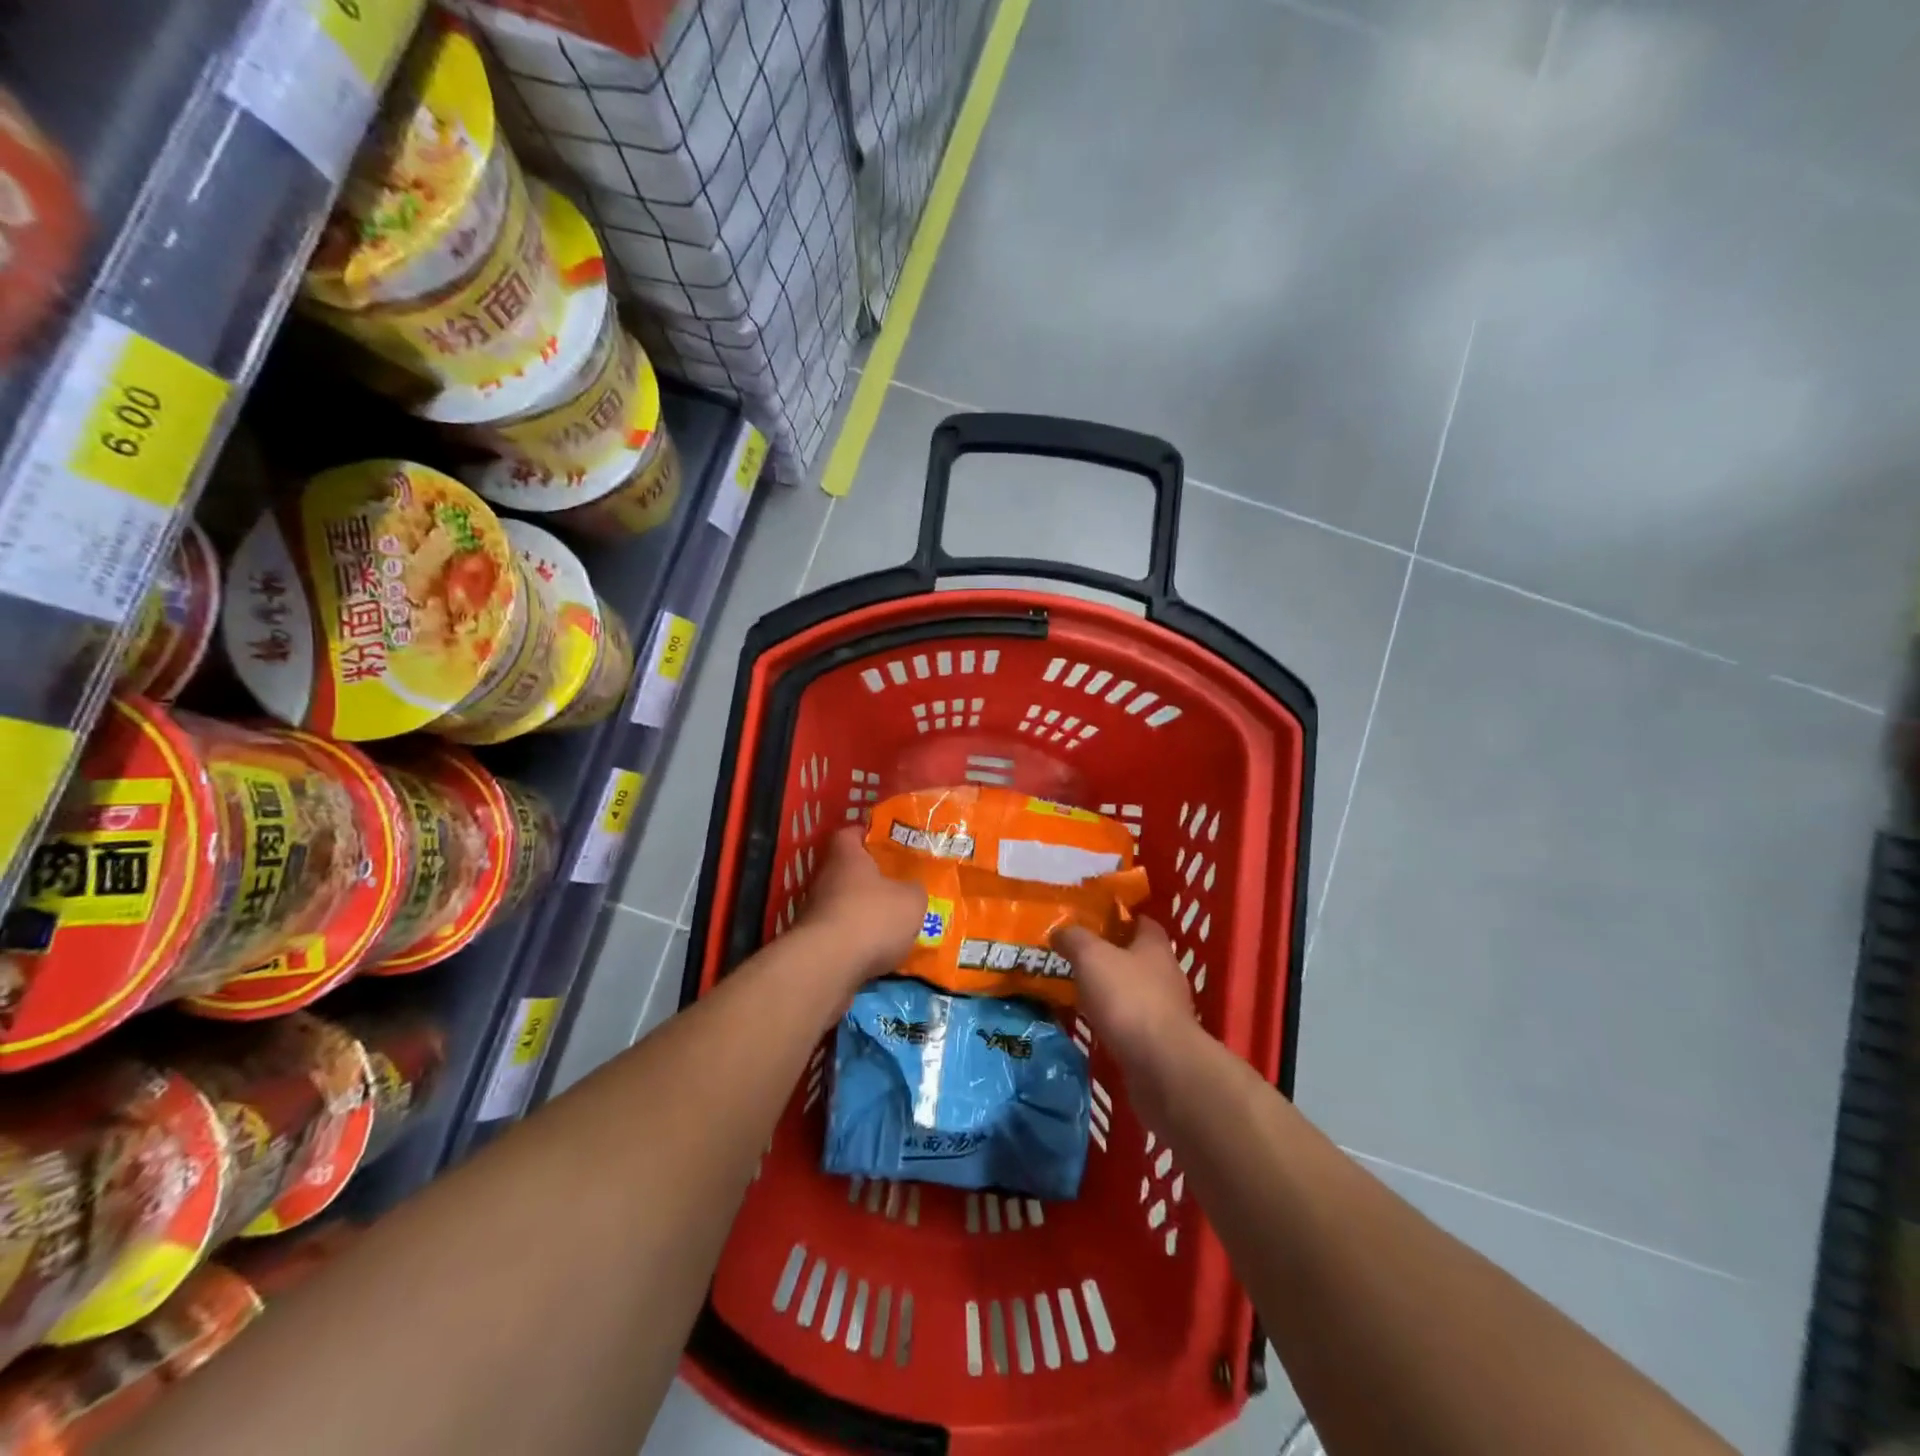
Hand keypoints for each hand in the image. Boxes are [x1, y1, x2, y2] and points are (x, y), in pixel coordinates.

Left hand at [794, 828, 927, 990]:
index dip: (866, 835)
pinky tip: (877, 952)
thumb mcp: (911, 901)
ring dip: (862, 912)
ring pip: (842, 904)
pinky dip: (855, 940)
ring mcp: (813, 912)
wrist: (828, 965)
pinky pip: (839, 934)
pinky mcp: (812, 943)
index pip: (849, 834)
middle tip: (896, 886)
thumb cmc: (872, 917)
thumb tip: (911, 891)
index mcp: (846, 857)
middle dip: (869, 879)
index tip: (884, 842)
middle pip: (846, 871)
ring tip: (890, 925)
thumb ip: (914, 891)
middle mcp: (824, 879)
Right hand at [1051, 917, 1198, 1075]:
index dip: (1120, 918)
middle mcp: (1167, 974)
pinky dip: (1116, 1021)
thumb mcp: (1091, 957)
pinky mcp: (1161, 1042)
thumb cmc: (1128, 998)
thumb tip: (1060, 932)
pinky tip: (1094, 1025)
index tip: (1094, 921)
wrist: (1160, 1066)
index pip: (1142, 922)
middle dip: (1112, 956)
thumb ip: (1074, 939)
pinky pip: (1134, 1022)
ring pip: (1136, 991)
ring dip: (1113, 991)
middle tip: (1078, 957)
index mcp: (1155, 946)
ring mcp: (1167, 1010)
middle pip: (1138, 957)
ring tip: (1081, 992)